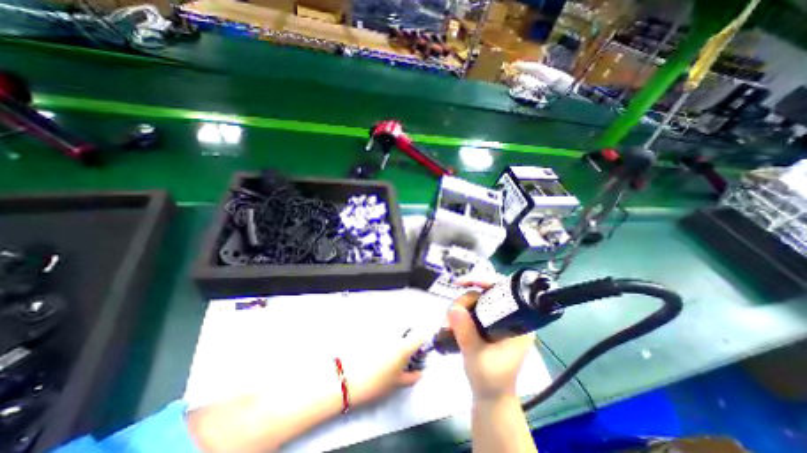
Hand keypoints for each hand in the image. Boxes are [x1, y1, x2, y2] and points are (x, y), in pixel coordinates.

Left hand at [341, 328, 424, 407]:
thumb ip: (411, 377)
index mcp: (403, 347)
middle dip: (407, 337)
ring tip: (386, 352)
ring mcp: (381, 331)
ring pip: (393, 329)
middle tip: (402, 353)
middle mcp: (394, 335)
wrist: (348, 379)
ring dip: (395, 336)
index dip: (421, 343)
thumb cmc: (376, 383)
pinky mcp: (370, 332)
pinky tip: (376, 349)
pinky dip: (382, 336)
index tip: (417, 351)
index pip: (419, 337)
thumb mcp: (397, 384)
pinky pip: (382, 330)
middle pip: (406, 329)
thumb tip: (419, 372)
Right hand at [451, 289, 533, 400]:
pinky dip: (458, 313)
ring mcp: (496, 320)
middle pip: (483, 293)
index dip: (483, 282)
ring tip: (447, 325)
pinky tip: (450, 323)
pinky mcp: (486, 324)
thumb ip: (466, 333)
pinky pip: (470, 309)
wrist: (489, 396)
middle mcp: (508, 317)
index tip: (462, 283)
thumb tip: (454, 308)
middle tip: (449, 317)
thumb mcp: (477, 356)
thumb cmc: (490, 380)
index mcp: (518, 323)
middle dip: (463, 301)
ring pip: (474, 300)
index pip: (503, 291)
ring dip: (458, 308)